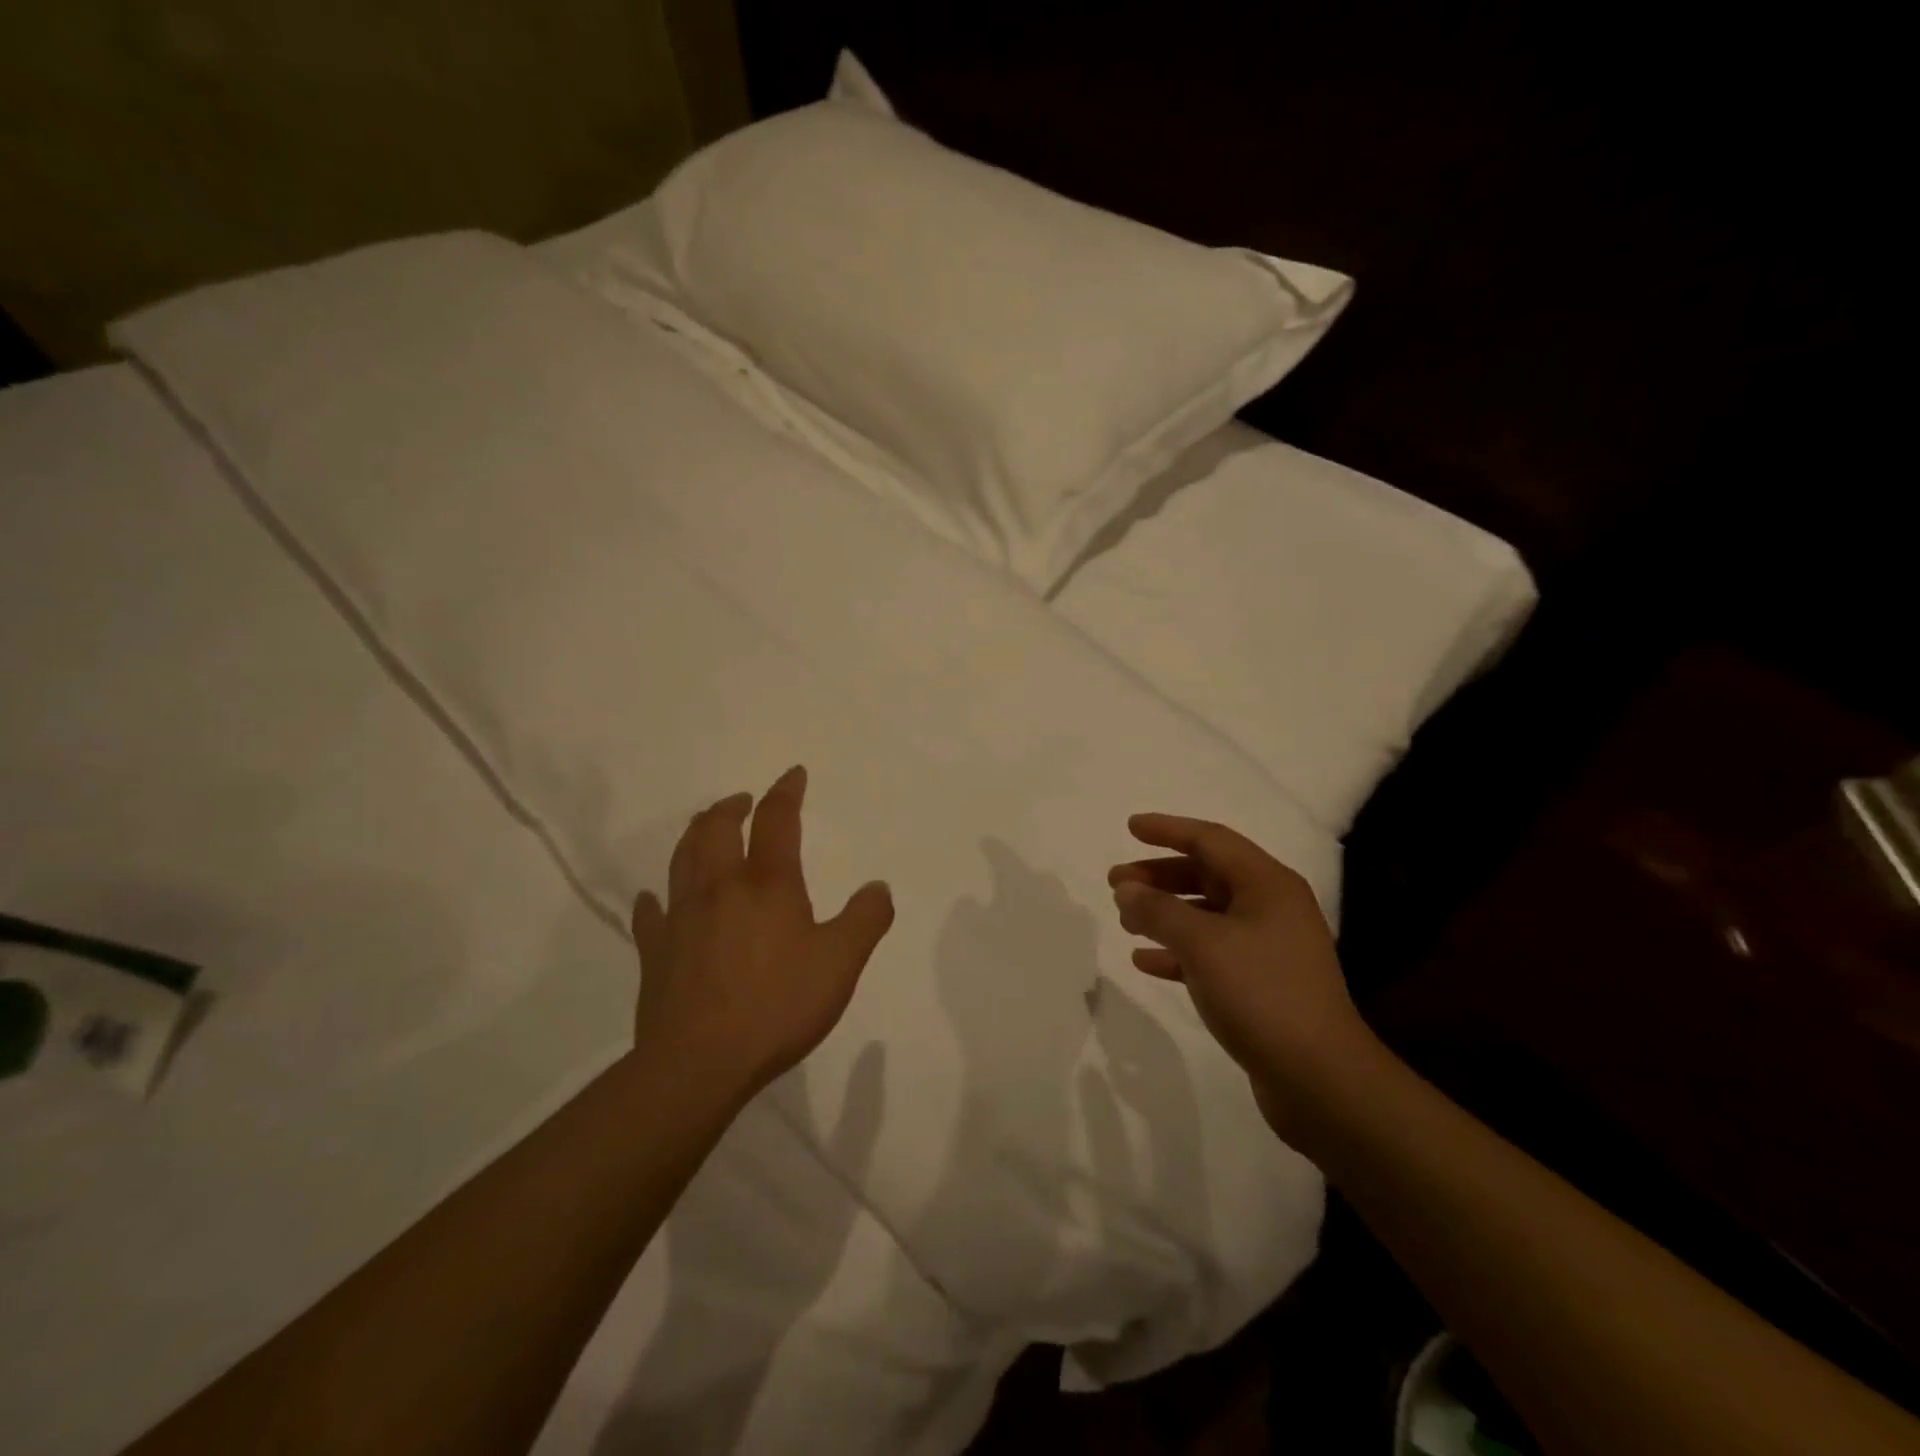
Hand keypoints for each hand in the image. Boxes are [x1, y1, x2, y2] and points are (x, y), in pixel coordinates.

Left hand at [629, 766, 894, 1103]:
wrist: (700, 1063)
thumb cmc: (778, 1005)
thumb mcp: (841, 963)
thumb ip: (865, 920)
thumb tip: (878, 887)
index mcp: (767, 884)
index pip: (777, 821)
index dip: (785, 792)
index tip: (793, 774)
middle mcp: (720, 888)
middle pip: (718, 829)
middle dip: (732, 806)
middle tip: (743, 800)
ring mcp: (681, 917)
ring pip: (682, 858)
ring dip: (696, 834)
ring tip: (706, 827)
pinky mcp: (655, 951)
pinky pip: (651, 913)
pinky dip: (655, 898)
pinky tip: (655, 898)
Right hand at [1109, 813, 1370, 1131]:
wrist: (1319, 1079)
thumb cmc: (1261, 994)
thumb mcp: (1202, 944)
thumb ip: (1158, 910)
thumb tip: (1126, 888)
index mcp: (1268, 885)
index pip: (1211, 840)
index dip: (1168, 830)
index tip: (1130, 827)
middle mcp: (1272, 908)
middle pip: (1207, 875)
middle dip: (1159, 876)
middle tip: (1115, 882)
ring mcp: (1268, 947)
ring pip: (1206, 915)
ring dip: (1164, 913)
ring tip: (1125, 920)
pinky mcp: (1261, 984)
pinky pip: (1211, 953)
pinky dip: (1177, 951)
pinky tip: (1145, 960)